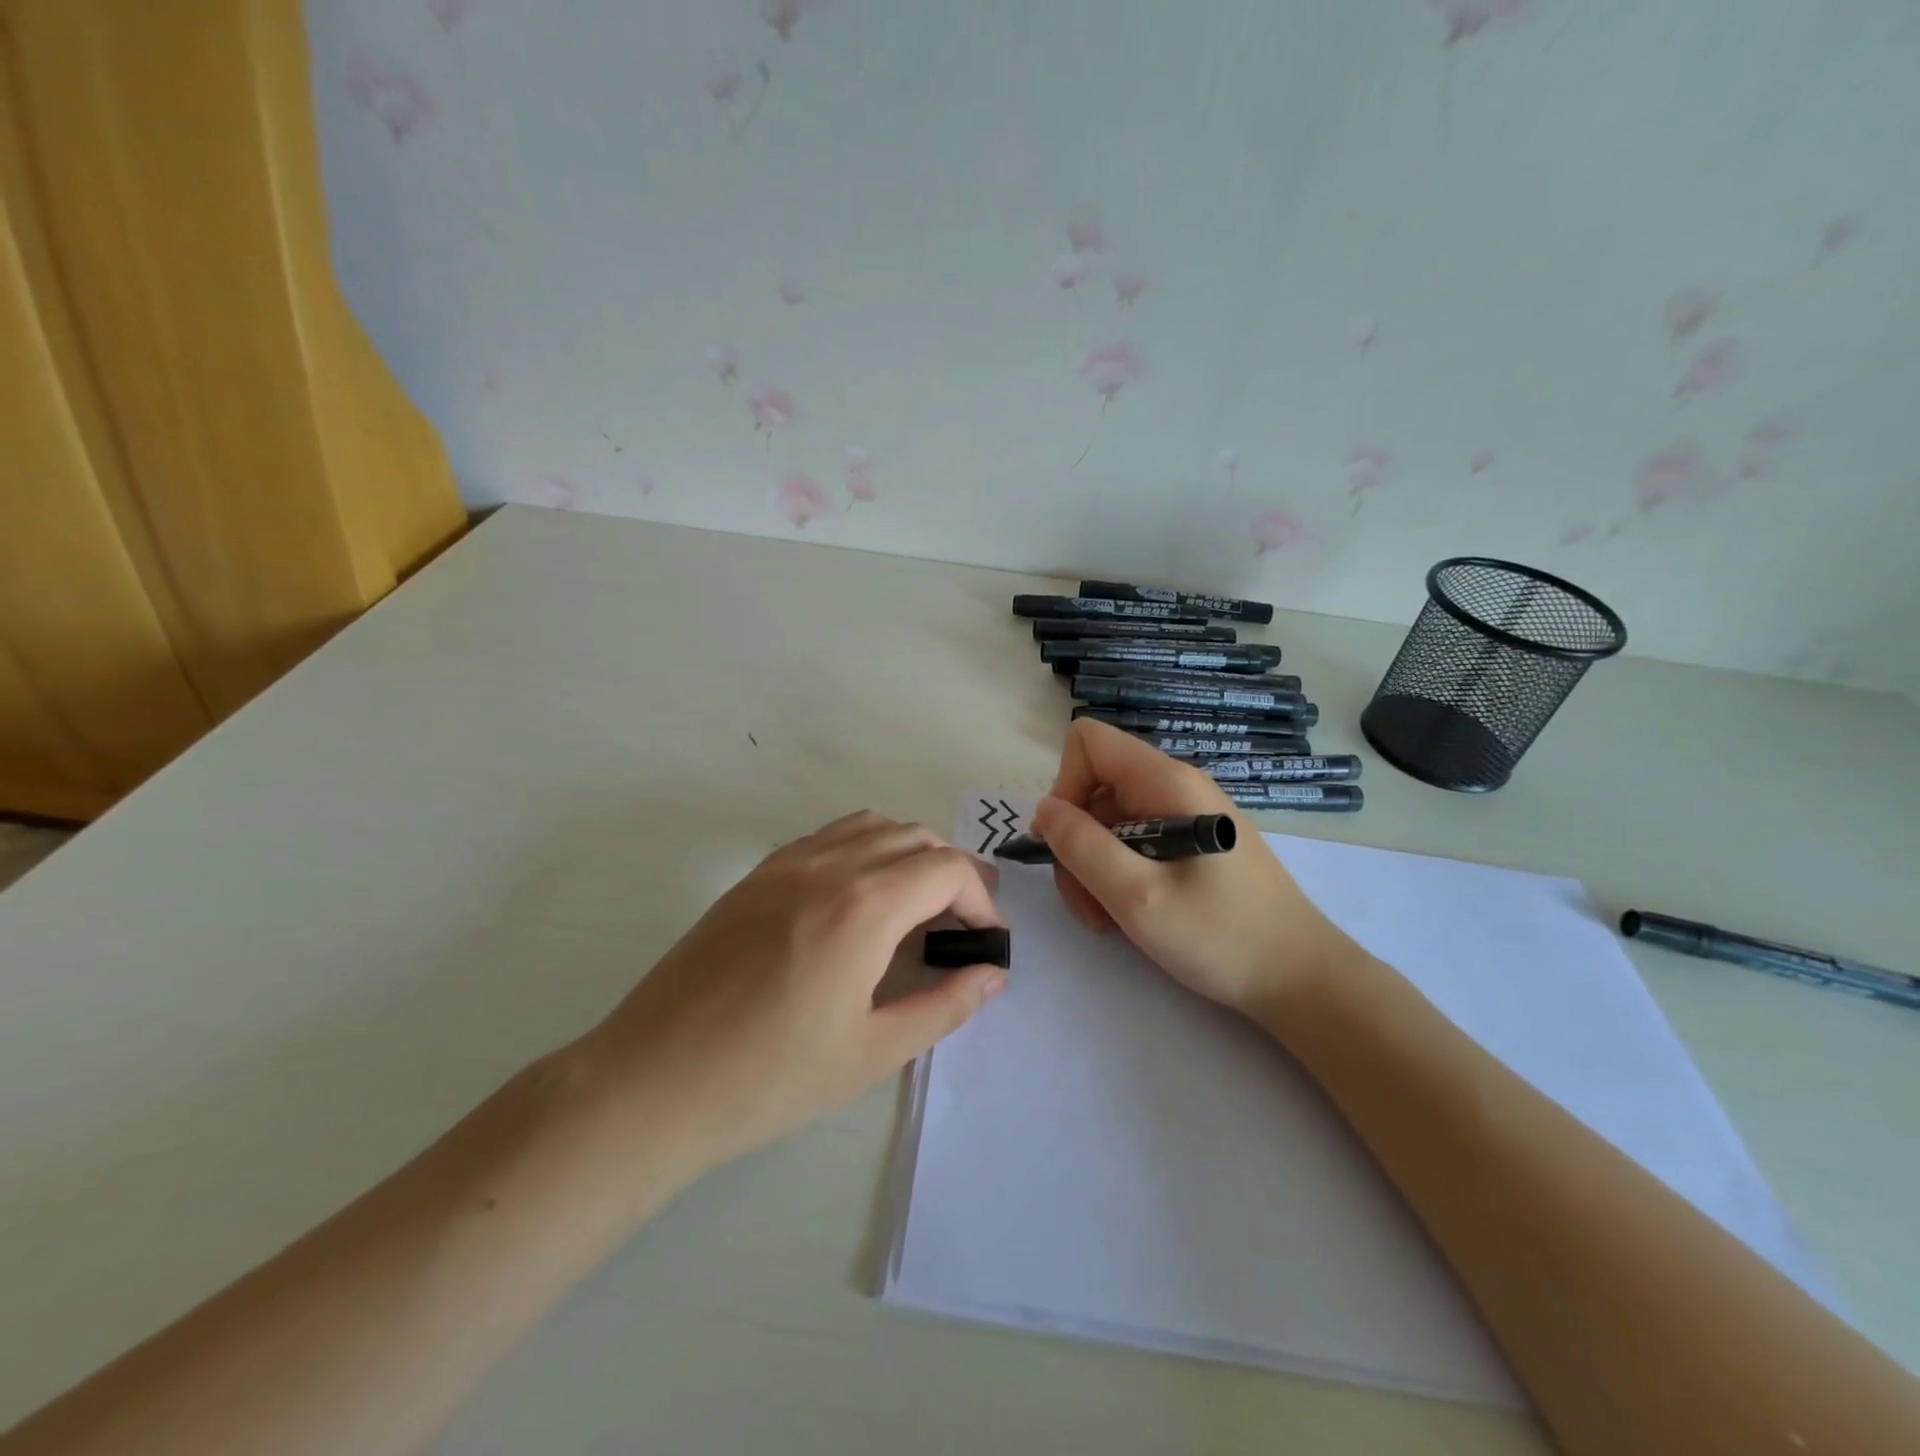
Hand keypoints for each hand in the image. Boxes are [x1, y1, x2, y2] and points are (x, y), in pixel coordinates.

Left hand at [589, 811, 1006, 1175]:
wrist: (652, 1081)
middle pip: (915, 837)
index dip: (980, 900)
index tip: (985, 942)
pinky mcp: (756, 875)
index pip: (947, 869)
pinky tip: (859, 900)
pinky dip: (864, 849)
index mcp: (864, 905)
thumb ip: (944, 1005)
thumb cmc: (770, 1078)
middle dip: (952, 872)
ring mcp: (786, 863)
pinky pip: (828, 837)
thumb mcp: (872, 1053)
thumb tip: (992, 974)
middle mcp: (829, 865)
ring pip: (871, 825)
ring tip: (916, 905)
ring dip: (909, 853)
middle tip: (962, 923)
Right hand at [1031, 719, 1359, 1021]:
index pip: (1089, 742)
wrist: (1301, 979)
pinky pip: (1136, 841)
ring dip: (1093, 866)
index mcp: (1166, 782)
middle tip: (1086, 901)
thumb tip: (1045, 809)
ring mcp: (1185, 814)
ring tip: (1107, 918)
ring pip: (1110, 820)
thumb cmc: (1221, 936)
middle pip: (1094, 787)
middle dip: (1077, 841)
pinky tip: (1129, 913)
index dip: (1065, 785)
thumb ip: (1083, 847)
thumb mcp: (1138, 897)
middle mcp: (1175, 786)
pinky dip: (1118, 874)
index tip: (1068, 841)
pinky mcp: (1193, 843)